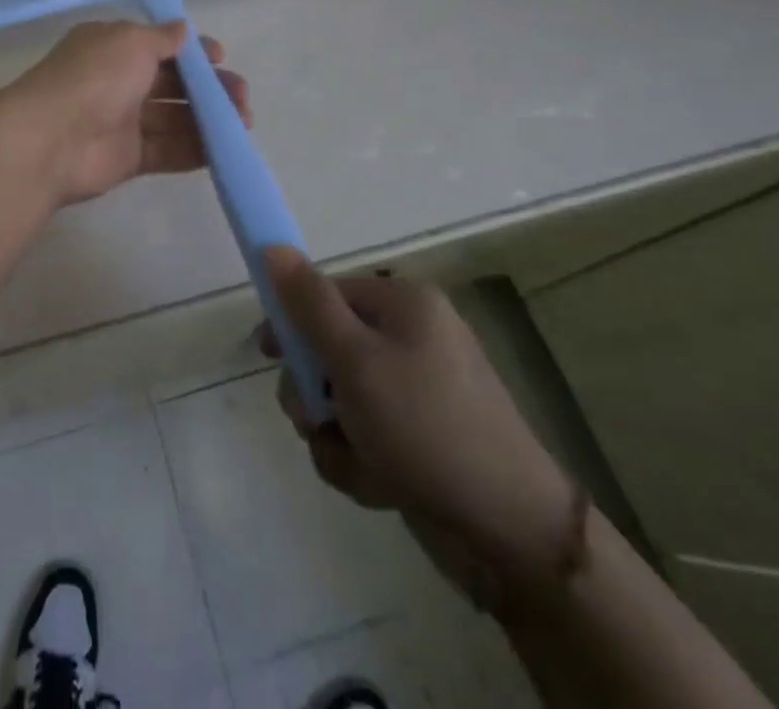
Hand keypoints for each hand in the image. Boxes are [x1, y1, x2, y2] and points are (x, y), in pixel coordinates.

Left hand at [1, 20, 249, 207]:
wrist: (51, 140)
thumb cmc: (93, 78)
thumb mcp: (131, 41)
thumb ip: (163, 38)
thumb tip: (184, 32)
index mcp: (112, 47)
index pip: (158, 46)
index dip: (191, 52)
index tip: (220, 58)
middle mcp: (117, 81)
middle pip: (172, 84)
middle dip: (209, 88)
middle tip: (241, 97)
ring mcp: (122, 121)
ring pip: (174, 118)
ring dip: (209, 120)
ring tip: (242, 124)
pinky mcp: (127, 158)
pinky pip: (167, 151)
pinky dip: (195, 150)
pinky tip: (224, 149)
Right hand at [262, 248, 579, 602]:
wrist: (510, 531)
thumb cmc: (424, 426)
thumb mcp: (354, 359)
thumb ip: (308, 304)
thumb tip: (272, 247)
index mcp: (404, 304)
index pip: (325, 294)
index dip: (292, 322)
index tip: (269, 354)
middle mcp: (413, 338)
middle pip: (329, 349)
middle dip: (314, 393)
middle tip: (315, 419)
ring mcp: (420, 390)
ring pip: (343, 400)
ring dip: (336, 434)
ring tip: (358, 463)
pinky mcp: (423, 436)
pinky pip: (368, 435)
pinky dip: (362, 460)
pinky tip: (381, 485)